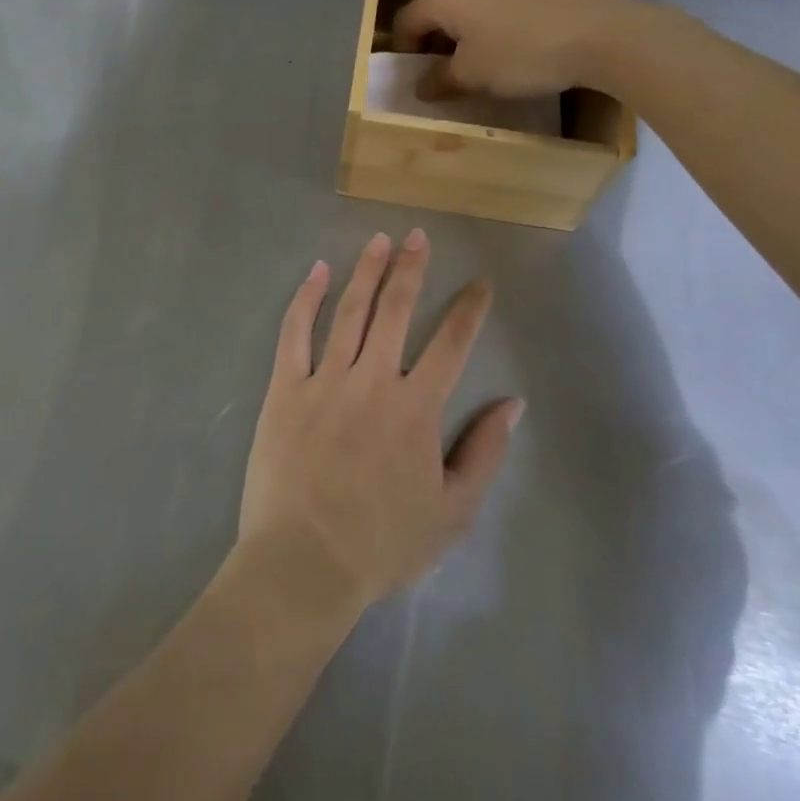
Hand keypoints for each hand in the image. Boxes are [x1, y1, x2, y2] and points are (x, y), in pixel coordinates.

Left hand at [238, 231, 521, 609]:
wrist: (304, 564)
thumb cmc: (383, 544)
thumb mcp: (453, 512)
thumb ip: (484, 452)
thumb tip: (513, 403)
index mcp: (416, 407)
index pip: (451, 343)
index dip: (469, 309)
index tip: (480, 282)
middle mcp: (373, 379)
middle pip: (396, 310)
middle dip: (411, 269)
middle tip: (418, 236)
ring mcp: (326, 379)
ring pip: (350, 312)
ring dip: (367, 271)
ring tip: (378, 240)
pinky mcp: (285, 388)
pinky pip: (295, 332)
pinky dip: (306, 298)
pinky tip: (318, 271)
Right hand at [391, 0, 628, 100]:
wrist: (597, 33)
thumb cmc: (520, 53)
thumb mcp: (472, 75)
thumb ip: (439, 80)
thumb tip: (420, 87)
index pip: (405, 21)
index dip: (402, 52)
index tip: (413, 81)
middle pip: (434, 15)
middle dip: (431, 49)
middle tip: (440, 81)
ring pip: (464, 14)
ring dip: (460, 44)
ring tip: (474, 74)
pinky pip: (490, 14)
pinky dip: (486, 37)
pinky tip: (506, 60)